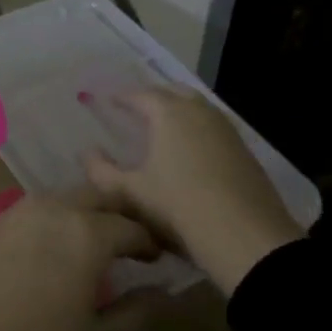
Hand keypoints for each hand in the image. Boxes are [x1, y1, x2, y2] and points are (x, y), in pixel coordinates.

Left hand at [0, 192, 163, 330]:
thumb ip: (138, 315)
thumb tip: (163, 292)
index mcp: (88, 233)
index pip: (134, 227)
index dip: (152, 243)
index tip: (158, 261)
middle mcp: (55, 208)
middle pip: (100, 196)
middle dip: (121, 215)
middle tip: (129, 245)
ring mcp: (18, 209)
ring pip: (66, 198)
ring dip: (86, 213)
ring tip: (91, 245)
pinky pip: (35, 209)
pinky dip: (54, 219)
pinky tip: (51, 248)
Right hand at [83, 87, 305, 293]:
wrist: (245, 237)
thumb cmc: (178, 206)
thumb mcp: (129, 193)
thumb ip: (101, 171)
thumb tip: (86, 152)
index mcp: (169, 113)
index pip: (141, 95)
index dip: (122, 96)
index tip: (107, 100)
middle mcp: (200, 112)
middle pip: (174, 93)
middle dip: (153, 97)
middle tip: (136, 108)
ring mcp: (227, 130)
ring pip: (198, 109)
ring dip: (178, 111)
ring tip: (162, 128)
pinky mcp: (244, 151)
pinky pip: (214, 128)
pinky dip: (197, 130)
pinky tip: (190, 152)